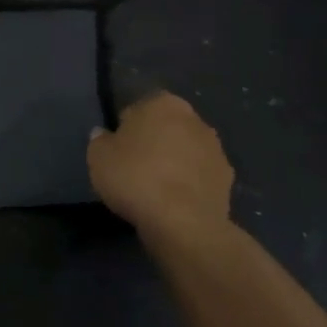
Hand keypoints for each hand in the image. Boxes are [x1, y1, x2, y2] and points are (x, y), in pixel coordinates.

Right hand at [87, 92, 235, 246]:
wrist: (184, 224)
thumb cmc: (135, 178)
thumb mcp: (98, 157)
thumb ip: (100, 140)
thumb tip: (104, 135)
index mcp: (162, 103)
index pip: (137, 109)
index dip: (124, 130)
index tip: (117, 151)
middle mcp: (194, 119)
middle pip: (166, 128)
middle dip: (154, 143)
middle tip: (134, 168)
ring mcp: (216, 150)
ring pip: (186, 151)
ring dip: (174, 163)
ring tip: (155, 189)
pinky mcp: (228, 181)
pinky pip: (200, 176)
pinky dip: (189, 185)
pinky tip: (174, 203)